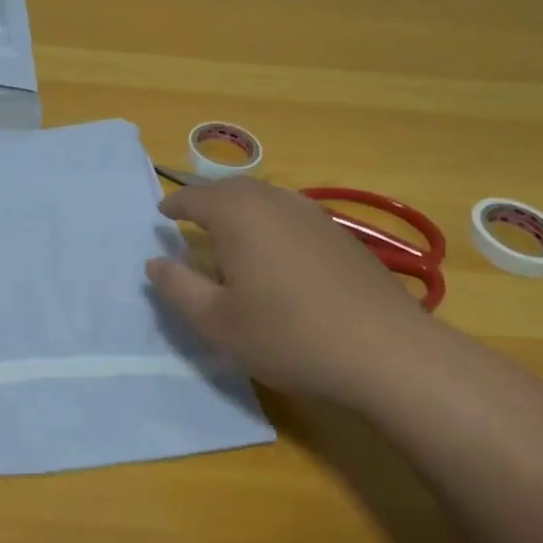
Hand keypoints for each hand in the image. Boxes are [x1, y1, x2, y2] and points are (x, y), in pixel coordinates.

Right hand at [145, 178, 440, 407]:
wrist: (388, 352)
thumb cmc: (289, 335)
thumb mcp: (218, 322)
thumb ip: (179, 288)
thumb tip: (155, 262)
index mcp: (238, 214)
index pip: (195, 197)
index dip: (174, 205)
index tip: (161, 215)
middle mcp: (274, 201)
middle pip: (231, 190)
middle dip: (207, 201)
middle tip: (190, 219)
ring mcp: (313, 214)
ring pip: (264, 198)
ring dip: (240, 209)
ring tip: (228, 234)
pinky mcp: (340, 234)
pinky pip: (290, 214)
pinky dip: (270, 222)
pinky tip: (275, 254)